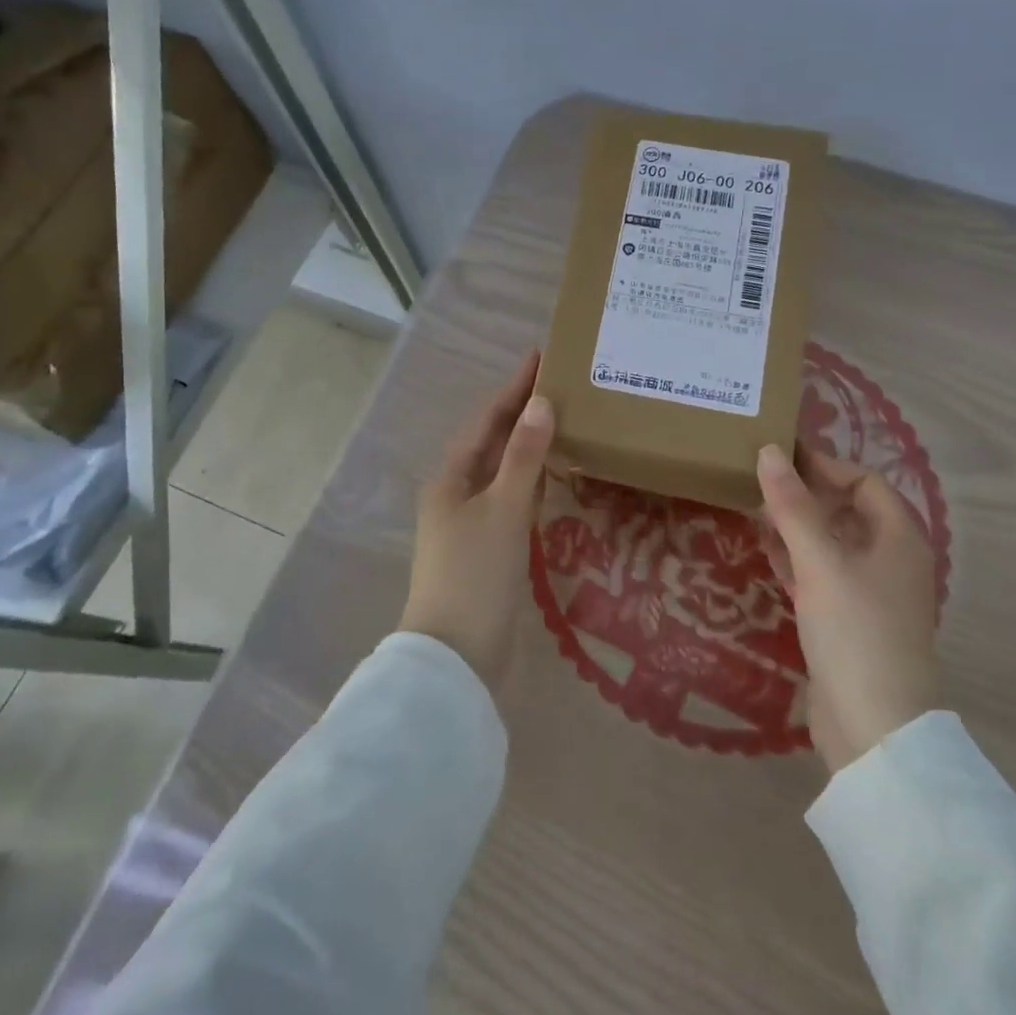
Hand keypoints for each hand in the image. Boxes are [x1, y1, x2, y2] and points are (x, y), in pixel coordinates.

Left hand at [400, 350, 554, 691]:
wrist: (458, 658)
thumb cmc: (475, 574)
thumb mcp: (503, 509)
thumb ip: (524, 456)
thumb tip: (541, 403)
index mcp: (451, 477)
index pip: (487, 419)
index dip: (513, 387)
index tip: (541, 356)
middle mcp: (458, 493)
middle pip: (494, 441)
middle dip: (523, 411)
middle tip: (562, 384)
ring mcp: (472, 523)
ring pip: (504, 470)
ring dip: (529, 444)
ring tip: (564, 418)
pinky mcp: (490, 549)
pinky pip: (514, 499)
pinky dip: (534, 480)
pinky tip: (555, 474)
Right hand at [758, 443, 938, 773]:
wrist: (875, 729)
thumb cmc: (856, 631)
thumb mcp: (821, 561)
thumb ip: (793, 506)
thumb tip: (770, 451)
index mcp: (898, 538)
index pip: (865, 481)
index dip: (825, 466)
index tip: (780, 457)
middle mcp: (889, 559)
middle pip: (848, 510)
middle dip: (806, 494)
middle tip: (759, 480)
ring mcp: (870, 593)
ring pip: (831, 542)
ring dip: (797, 525)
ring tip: (754, 508)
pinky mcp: (848, 621)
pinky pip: (821, 574)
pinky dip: (796, 558)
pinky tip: (766, 550)